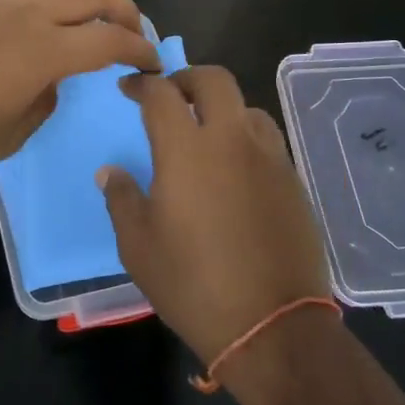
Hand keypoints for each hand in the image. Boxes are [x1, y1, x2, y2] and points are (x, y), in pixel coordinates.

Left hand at [0, 0, 161, 169]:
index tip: (152, 60)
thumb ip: (43, 104)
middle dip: (124, 8)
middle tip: (134, 28)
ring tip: (88, 12)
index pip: (110, 39)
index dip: (140, 47)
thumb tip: (51, 82)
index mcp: (46, 50)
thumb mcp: (8, 137)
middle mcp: (28, 12)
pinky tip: (31, 15)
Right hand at [101, 66, 334, 364]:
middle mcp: (231, 141)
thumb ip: (121, 198)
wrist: (272, 326)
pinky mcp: (293, 182)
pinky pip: (267, 141)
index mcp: (186, 150)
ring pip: (247, 107)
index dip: (141, 84)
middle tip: (171, 95)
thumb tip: (111, 171)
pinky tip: (235, 168)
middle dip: (187, 78)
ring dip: (222, 108)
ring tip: (206, 132)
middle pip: (214, 80)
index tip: (129, 88)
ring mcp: (269, 159)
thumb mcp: (138, 246)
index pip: (161, 94)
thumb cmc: (192, 283)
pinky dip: (245, 138)